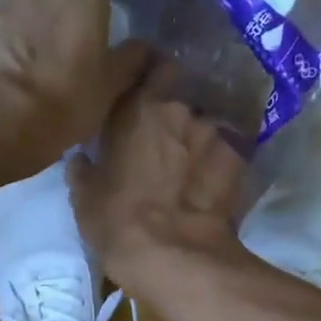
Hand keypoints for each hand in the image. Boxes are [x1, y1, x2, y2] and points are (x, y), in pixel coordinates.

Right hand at [69, 80, 249, 294]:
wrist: (174, 256)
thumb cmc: (117, 221)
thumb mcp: (84, 196)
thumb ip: (83, 167)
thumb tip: (81, 158)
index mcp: (136, 107)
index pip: (151, 64)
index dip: (150, 75)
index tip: (143, 92)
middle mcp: (179, 109)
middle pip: (180, 100)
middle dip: (172, 117)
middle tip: (162, 143)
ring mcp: (213, 133)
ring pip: (204, 128)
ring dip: (196, 143)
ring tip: (188, 171)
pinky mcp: (239, 160)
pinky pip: (225, 155)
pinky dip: (218, 165)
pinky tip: (210, 187)